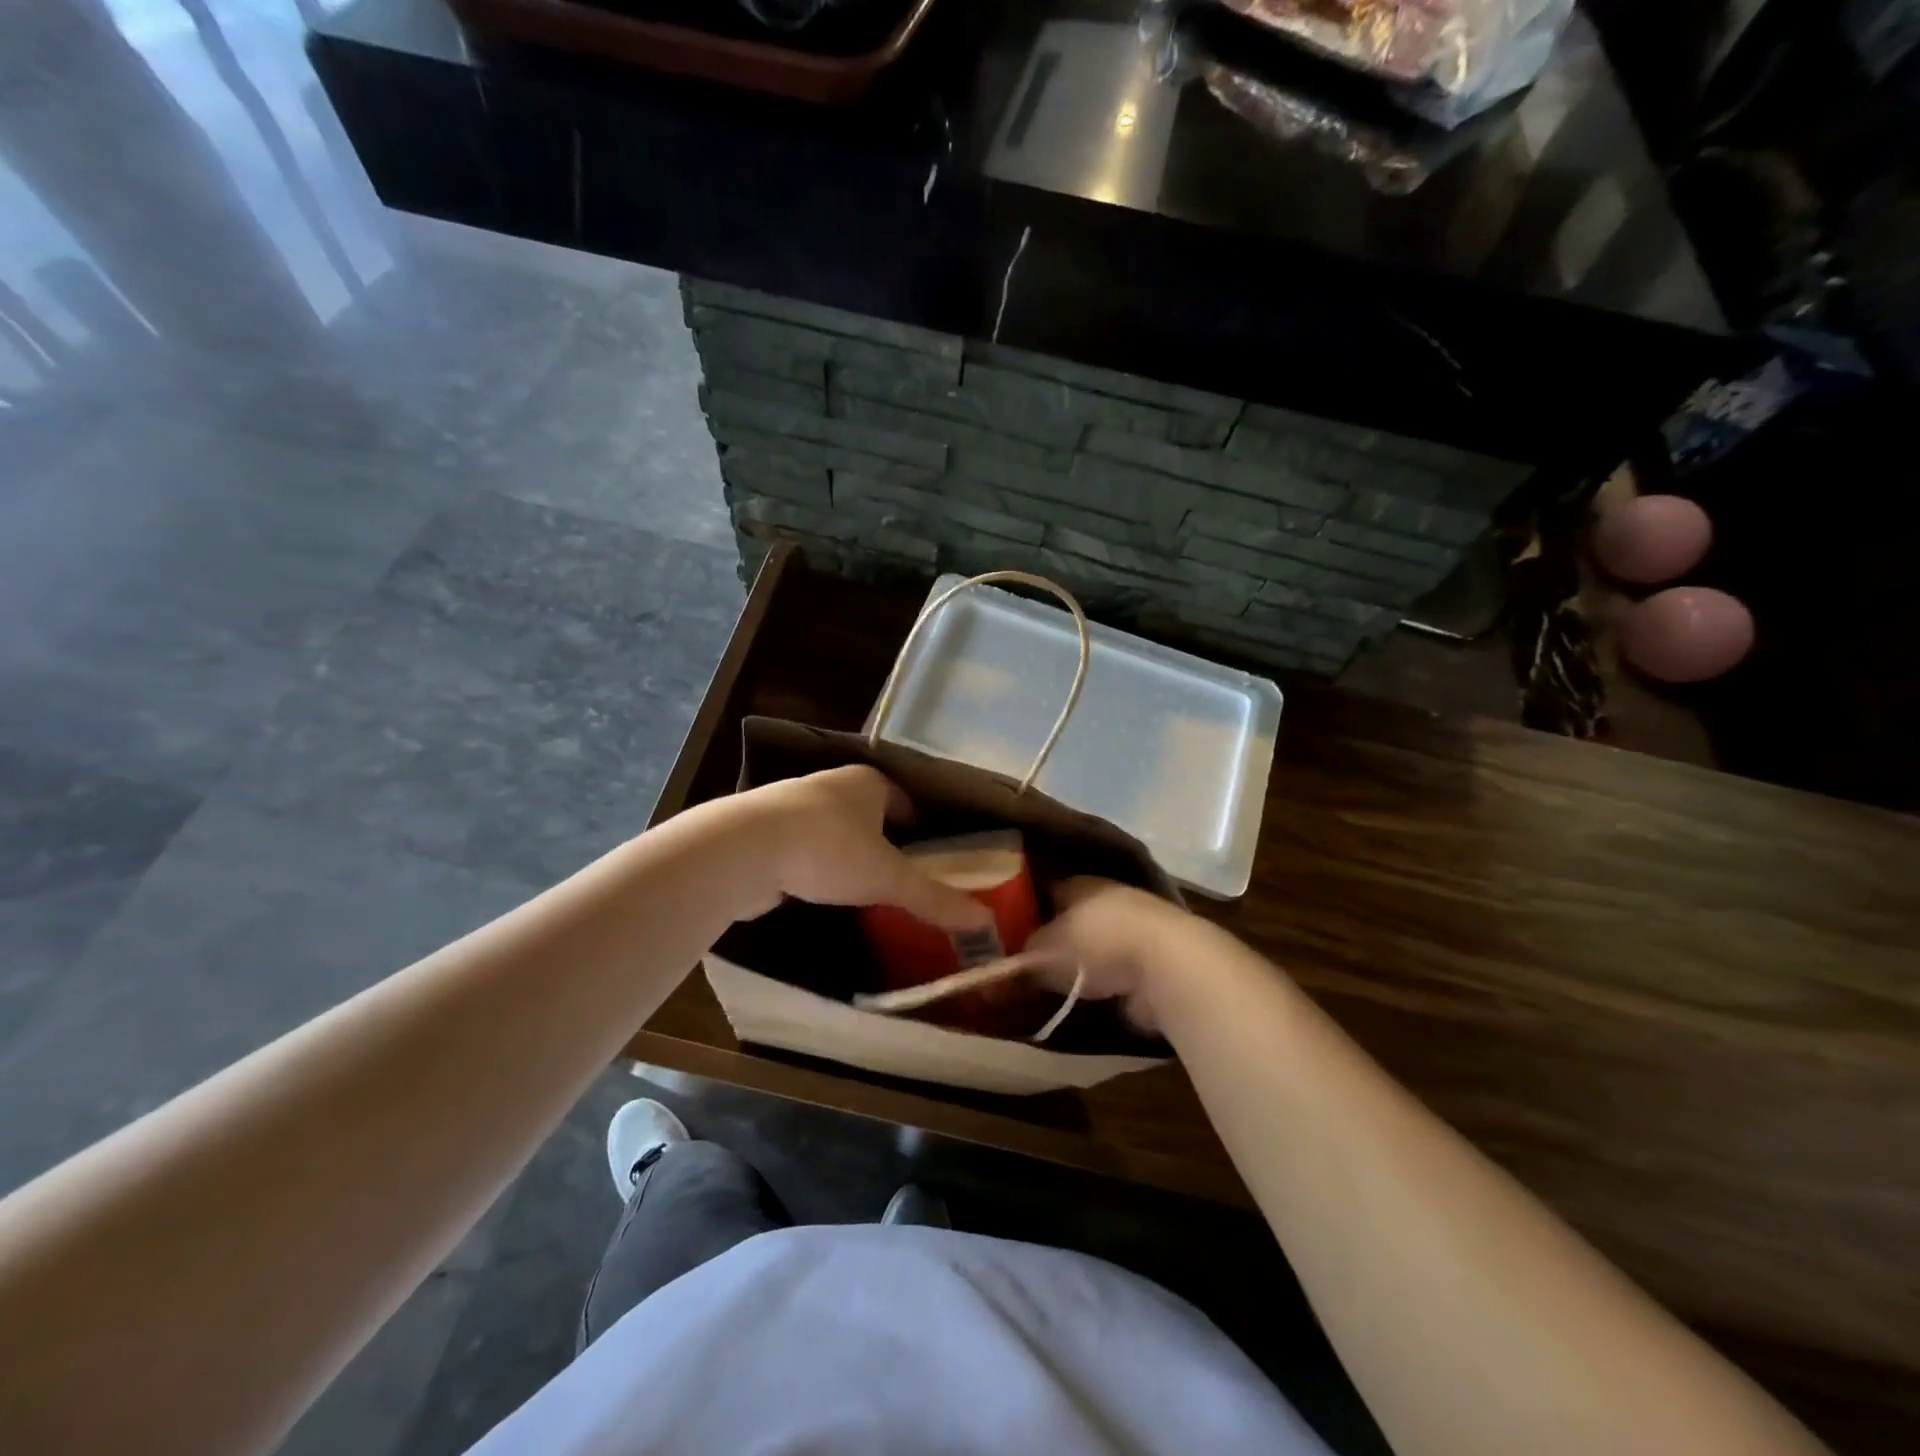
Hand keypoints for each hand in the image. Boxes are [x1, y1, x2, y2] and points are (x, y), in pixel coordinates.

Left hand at [720, 766, 993, 929]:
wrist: (744, 849)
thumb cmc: (828, 850)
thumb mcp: (888, 878)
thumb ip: (934, 898)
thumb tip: (984, 921)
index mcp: (867, 782)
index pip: (904, 801)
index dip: (919, 827)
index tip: (930, 856)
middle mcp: (831, 784)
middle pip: (868, 814)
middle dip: (883, 842)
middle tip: (899, 877)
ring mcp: (793, 804)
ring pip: (833, 829)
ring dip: (847, 853)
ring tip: (862, 887)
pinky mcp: (765, 830)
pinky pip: (804, 846)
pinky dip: (815, 865)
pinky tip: (820, 890)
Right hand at [1026, 878, 1190, 1033]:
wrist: (1166, 964)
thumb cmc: (1095, 943)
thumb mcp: (1044, 951)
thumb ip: (1025, 957)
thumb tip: (1008, 967)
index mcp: (1081, 883)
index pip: (1050, 891)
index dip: (1032, 911)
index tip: (1015, 933)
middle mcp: (1111, 897)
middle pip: (1077, 917)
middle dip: (1061, 939)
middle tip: (1037, 964)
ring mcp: (1139, 927)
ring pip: (1103, 943)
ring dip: (1089, 962)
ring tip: (1064, 986)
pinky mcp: (1159, 958)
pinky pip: (1123, 969)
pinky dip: (1112, 982)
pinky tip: (1095, 999)